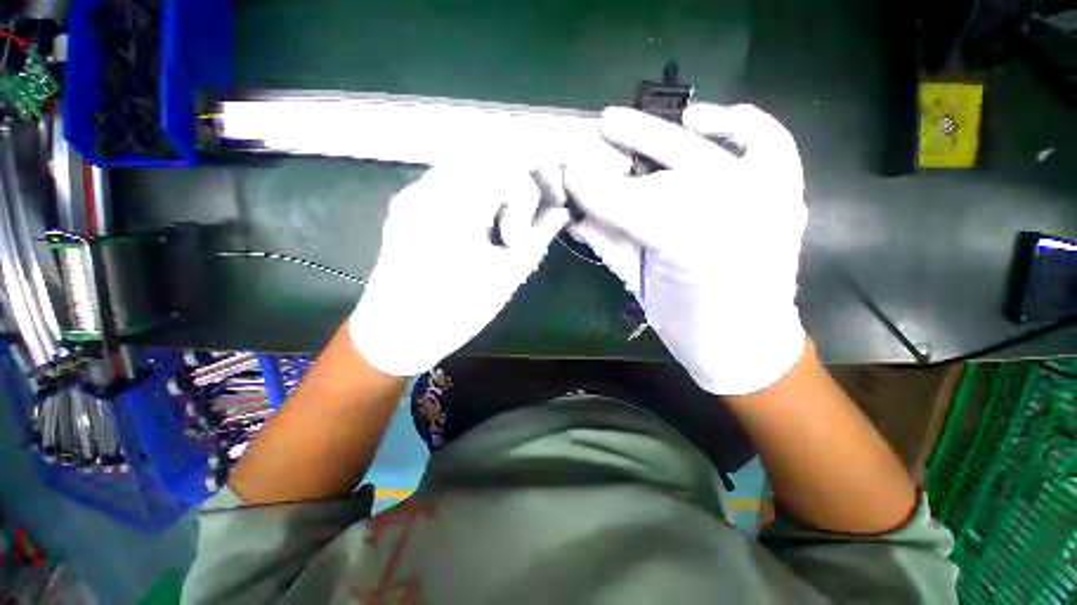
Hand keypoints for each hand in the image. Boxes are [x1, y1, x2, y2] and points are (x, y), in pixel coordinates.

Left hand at [350, 165, 568, 375]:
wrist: (395, 335)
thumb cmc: (455, 312)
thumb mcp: (507, 275)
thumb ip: (538, 236)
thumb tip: (559, 212)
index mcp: (457, 204)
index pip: (507, 160)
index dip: (534, 181)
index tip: (538, 216)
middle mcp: (429, 186)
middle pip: (485, 152)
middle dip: (517, 179)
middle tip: (527, 216)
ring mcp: (413, 193)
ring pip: (466, 164)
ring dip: (496, 185)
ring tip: (504, 226)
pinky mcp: (406, 206)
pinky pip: (449, 182)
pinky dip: (476, 193)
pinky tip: (482, 225)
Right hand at [565, 104, 807, 394]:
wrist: (746, 341)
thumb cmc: (688, 321)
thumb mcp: (640, 288)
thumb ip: (610, 246)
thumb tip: (575, 215)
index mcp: (687, 251)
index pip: (631, 208)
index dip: (598, 190)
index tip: (569, 176)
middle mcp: (731, 219)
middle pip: (667, 172)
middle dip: (626, 147)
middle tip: (596, 128)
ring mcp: (767, 199)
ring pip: (706, 152)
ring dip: (662, 133)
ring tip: (628, 121)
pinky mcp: (786, 194)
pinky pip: (768, 143)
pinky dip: (739, 123)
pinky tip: (702, 121)